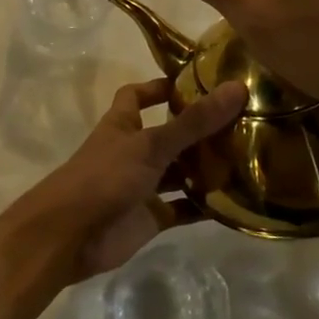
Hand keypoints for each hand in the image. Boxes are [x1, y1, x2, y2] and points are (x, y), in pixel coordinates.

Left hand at [7, 76, 245, 280]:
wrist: (70, 236)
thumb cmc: (105, 177)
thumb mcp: (151, 144)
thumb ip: (193, 121)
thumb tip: (237, 88)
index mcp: (123, 125)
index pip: (138, 95)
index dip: (160, 87)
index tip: (196, 82)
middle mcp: (133, 151)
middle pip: (168, 134)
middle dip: (198, 129)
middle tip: (242, 120)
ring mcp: (142, 186)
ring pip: (179, 172)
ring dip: (206, 167)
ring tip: (248, 156)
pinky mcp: (151, 217)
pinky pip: (183, 207)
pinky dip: (205, 206)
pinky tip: (236, 200)